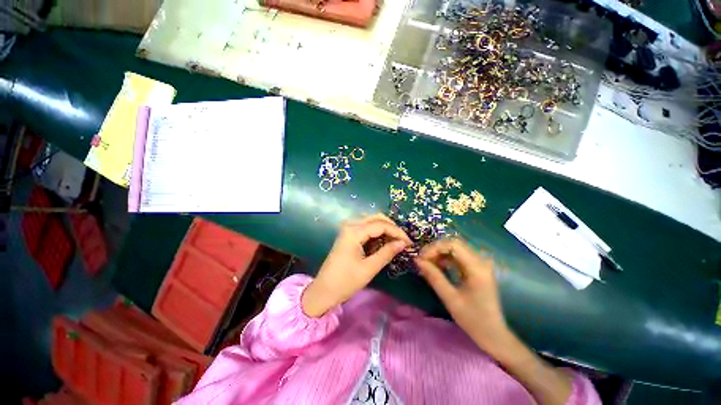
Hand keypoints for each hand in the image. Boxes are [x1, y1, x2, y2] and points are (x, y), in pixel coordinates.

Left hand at [302, 214, 411, 316]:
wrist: (324, 290)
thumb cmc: (345, 281)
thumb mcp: (369, 268)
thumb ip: (386, 253)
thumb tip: (403, 243)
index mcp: (354, 231)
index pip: (381, 225)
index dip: (397, 232)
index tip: (409, 242)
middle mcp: (351, 225)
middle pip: (376, 218)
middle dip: (392, 227)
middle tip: (403, 240)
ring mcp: (348, 229)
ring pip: (371, 221)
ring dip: (385, 228)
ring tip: (396, 241)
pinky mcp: (348, 235)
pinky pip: (366, 228)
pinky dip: (377, 232)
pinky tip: (384, 241)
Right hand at [415, 238, 510, 353]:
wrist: (493, 334)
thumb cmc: (473, 319)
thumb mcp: (450, 299)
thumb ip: (434, 277)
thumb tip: (417, 260)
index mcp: (477, 268)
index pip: (453, 245)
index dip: (434, 248)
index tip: (421, 259)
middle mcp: (480, 261)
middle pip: (454, 243)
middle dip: (435, 249)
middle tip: (422, 260)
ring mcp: (479, 263)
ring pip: (455, 248)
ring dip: (439, 253)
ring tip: (427, 264)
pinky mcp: (476, 268)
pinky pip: (458, 256)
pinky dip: (445, 258)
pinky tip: (437, 267)